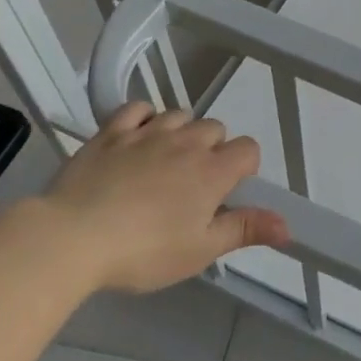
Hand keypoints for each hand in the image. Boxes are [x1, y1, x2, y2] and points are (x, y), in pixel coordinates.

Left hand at [41, 101, 287, 293]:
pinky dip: (144, 117)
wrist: (72, 238)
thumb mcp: (200, 250)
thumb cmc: (144, 251)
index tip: (228, 191)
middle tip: (193, 184)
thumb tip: (289, 226)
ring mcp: (147, 133)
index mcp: (213, 171)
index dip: (244, 166)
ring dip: (181, 132)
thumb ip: (245, 230)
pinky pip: (138, 108)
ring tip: (165, 161)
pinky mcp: (111, 132)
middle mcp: (187, 143)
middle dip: (212, 149)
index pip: (248, 148)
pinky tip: (138, 137)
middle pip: (215, 128)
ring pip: (179, 115)